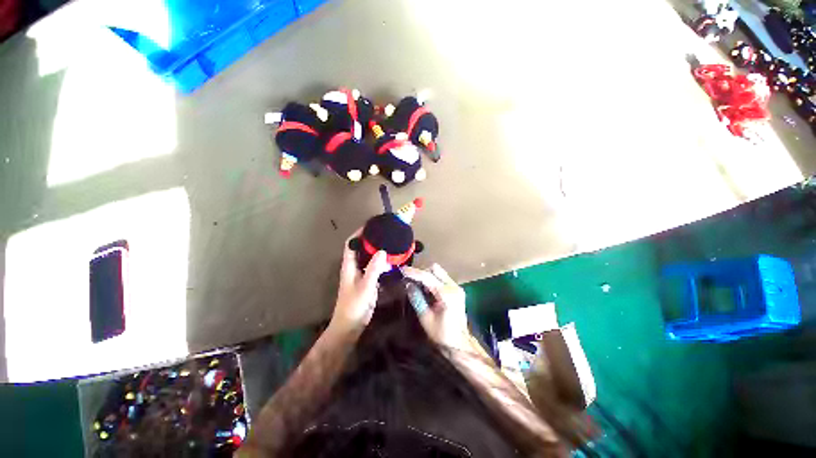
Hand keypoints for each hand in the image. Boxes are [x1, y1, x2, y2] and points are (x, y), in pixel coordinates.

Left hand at [331, 230, 389, 333]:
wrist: (350, 326)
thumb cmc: (354, 306)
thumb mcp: (365, 287)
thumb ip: (373, 269)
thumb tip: (382, 251)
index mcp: (349, 265)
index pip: (351, 244)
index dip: (358, 233)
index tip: (371, 225)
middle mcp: (354, 267)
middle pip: (361, 248)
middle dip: (371, 239)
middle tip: (385, 233)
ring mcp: (361, 274)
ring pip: (368, 258)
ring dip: (377, 250)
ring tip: (391, 243)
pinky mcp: (367, 281)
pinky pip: (375, 267)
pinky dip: (382, 262)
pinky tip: (392, 261)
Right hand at [402, 264, 471, 350]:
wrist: (460, 345)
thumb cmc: (442, 334)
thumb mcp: (425, 318)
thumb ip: (417, 299)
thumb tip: (408, 284)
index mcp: (447, 294)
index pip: (428, 277)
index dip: (414, 273)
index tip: (402, 270)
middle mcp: (454, 287)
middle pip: (435, 269)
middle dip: (421, 272)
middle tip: (409, 279)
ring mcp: (457, 287)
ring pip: (439, 272)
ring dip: (427, 275)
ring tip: (416, 284)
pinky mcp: (457, 290)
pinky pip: (442, 278)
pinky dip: (432, 280)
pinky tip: (425, 289)